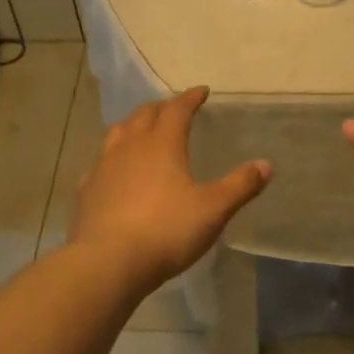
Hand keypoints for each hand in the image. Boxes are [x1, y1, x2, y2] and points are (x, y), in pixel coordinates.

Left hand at [71, 87, 271, 285]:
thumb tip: (266, 164)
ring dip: (132, 126)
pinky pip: (99, 164)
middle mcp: (130, 147)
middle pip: (144, 115)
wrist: (108, 262)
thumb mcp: (213, 209)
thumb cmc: (167, 231)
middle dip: (161, 108)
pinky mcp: (86, 191)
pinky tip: (113, 172)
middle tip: (172, 109)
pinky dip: (111, 159)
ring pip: (117, 133)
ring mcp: (103, 167)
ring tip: (141, 131)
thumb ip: (240, 185)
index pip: (177, 110)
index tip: (201, 91)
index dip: (190, 98)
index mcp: (162, 144)